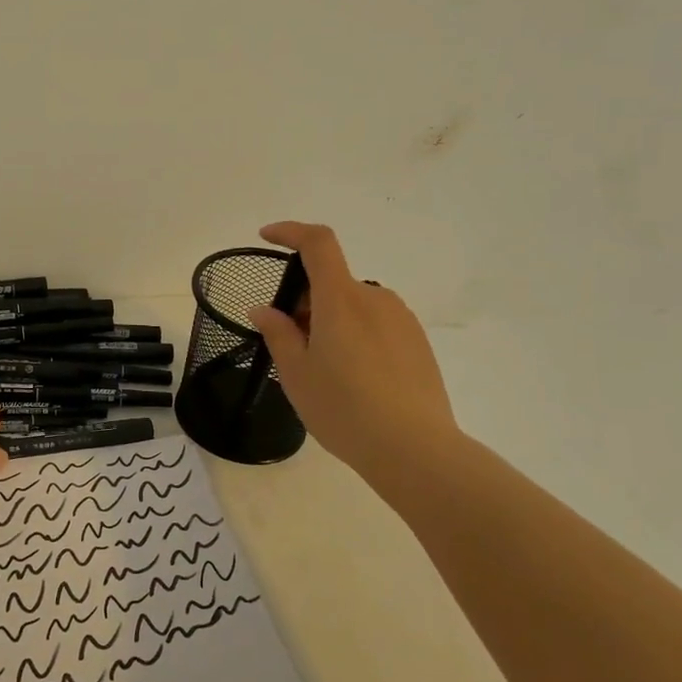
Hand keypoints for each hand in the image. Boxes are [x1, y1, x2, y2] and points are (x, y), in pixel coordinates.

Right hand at [249, 221, 460, 475]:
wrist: (415, 450)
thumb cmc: (344, 409)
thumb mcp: (296, 374)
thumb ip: (278, 334)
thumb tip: (264, 309)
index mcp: (341, 299)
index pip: (318, 243)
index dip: (291, 231)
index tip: (267, 238)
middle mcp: (375, 298)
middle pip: (332, 281)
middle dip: (305, 301)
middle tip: (292, 344)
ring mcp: (401, 319)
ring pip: (354, 306)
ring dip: (332, 320)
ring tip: (325, 370)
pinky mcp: (418, 342)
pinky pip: (377, 324)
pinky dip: (356, 336)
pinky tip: (355, 380)